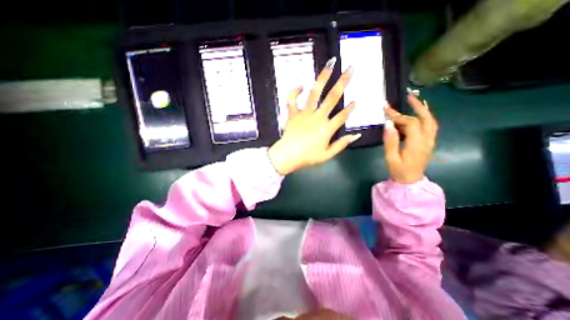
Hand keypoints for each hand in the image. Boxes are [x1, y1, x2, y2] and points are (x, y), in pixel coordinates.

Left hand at [268, 59, 359, 176]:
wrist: (288, 156)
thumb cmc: (307, 157)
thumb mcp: (327, 155)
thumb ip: (341, 145)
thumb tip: (356, 136)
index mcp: (327, 129)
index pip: (342, 116)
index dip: (350, 109)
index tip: (355, 101)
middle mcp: (317, 118)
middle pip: (332, 98)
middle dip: (343, 82)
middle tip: (350, 68)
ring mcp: (304, 114)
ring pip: (314, 93)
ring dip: (323, 78)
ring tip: (329, 65)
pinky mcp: (293, 114)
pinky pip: (292, 100)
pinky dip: (295, 91)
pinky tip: (301, 85)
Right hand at [382, 92, 438, 182]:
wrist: (411, 182)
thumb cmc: (399, 171)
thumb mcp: (390, 158)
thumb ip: (390, 141)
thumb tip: (388, 124)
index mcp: (417, 144)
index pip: (411, 124)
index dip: (399, 117)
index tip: (386, 112)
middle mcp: (427, 140)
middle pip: (425, 119)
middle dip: (416, 106)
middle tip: (408, 95)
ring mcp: (430, 141)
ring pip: (430, 121)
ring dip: (423, 109)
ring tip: (413, 100)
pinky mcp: (428, 143)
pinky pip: (429, 126)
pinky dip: (424, 117)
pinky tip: (416, 113)